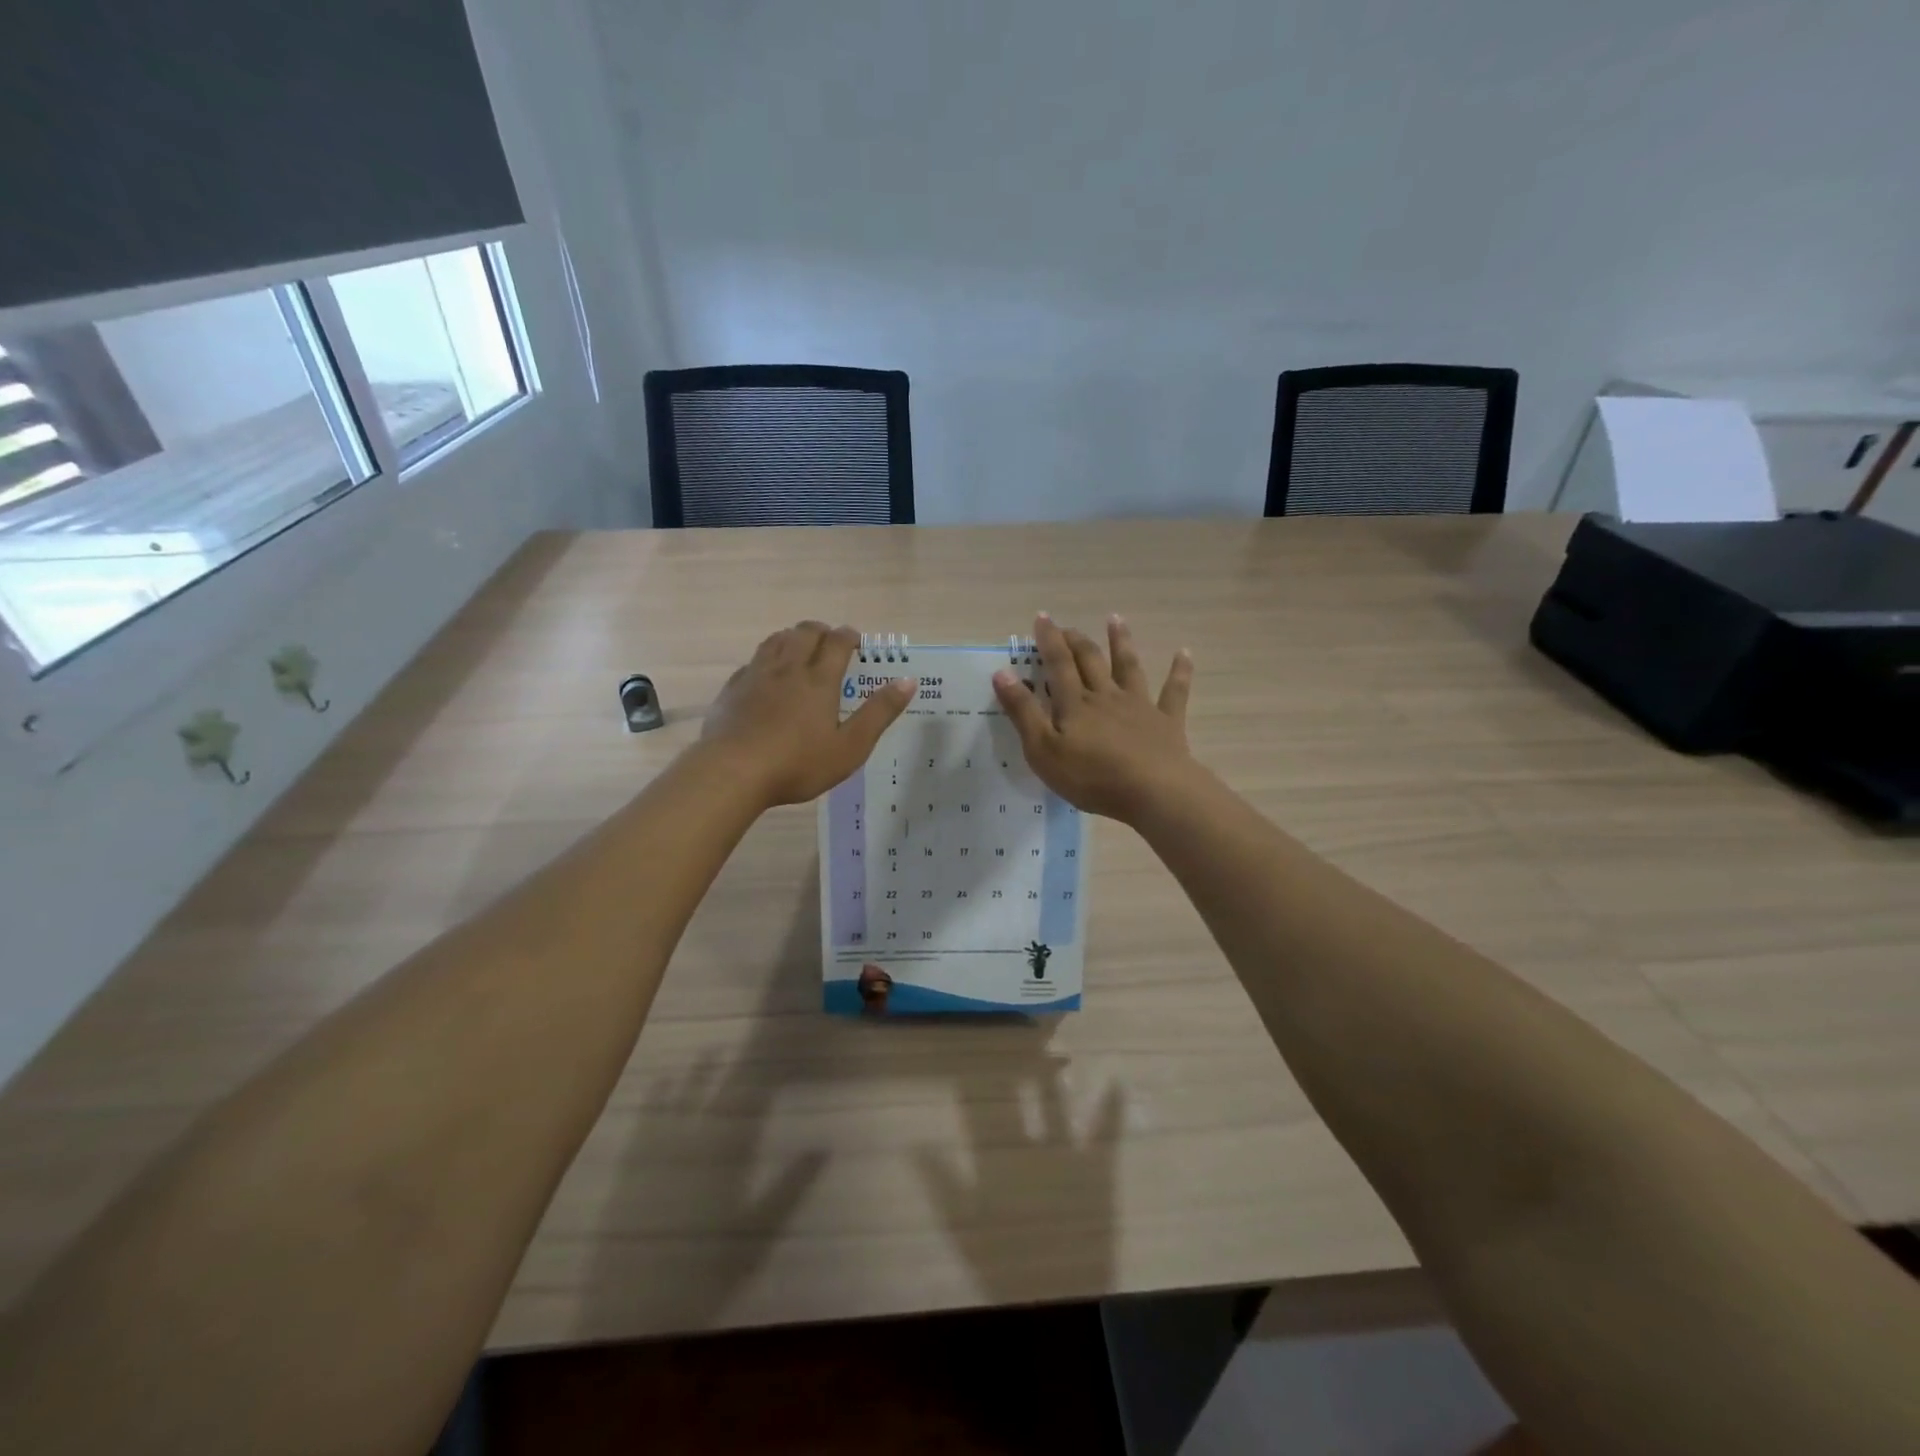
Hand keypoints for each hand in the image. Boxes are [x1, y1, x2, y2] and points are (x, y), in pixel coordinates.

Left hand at [704, 622, 914, 806]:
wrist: (731, 772)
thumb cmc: (798, 763)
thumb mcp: (850, 746)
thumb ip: (879, 713)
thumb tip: (908, 681)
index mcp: (819, 680)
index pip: (837, 642)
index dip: (848, 636)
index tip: (856, 640)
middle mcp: (787, 669)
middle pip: (804, 633)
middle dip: (821, 631)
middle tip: (830, 640)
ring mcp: (756, 676)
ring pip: (775, 641)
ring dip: (791, 637)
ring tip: (799, 646)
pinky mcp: (732, 690)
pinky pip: (752, 662)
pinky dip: (765, 659)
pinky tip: (765, 674)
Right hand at [992, 614, 1194, 821]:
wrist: (1153, 791)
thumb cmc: (1092, 776)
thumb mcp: (1043, 750)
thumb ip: (1023, 712)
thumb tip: (1002, 673)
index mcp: (1075, 703)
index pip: (1058, 664)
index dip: (1048, 640)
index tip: (1042, 617)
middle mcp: (1106, 696)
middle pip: (1090, 660)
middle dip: (1076, 640)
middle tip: (1067, 626)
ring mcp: (1139, 706)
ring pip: (1128, 667)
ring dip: (1121, 642)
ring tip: (1115, 619)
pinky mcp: (1167, 722)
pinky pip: (1174, 692)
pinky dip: (1179, 671)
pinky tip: (1184, 653)